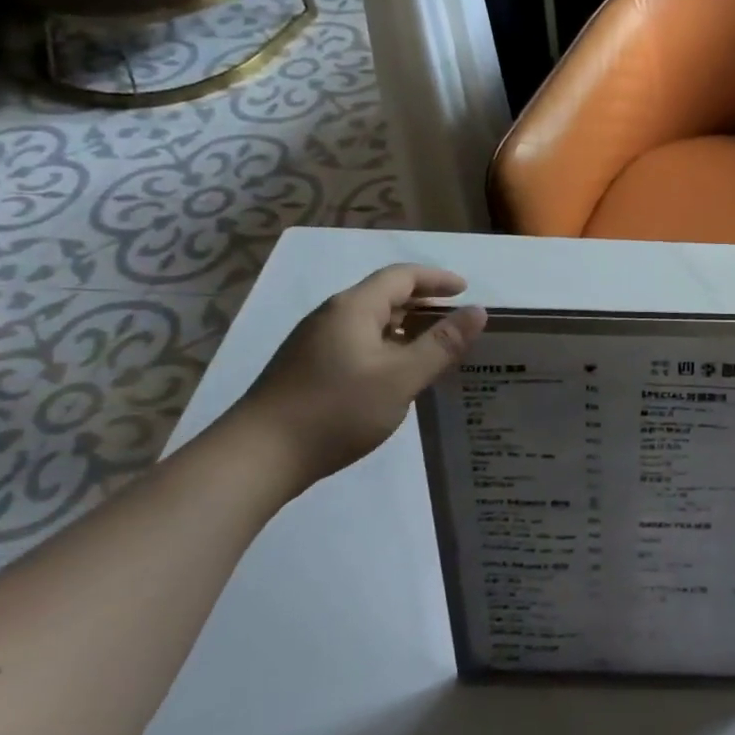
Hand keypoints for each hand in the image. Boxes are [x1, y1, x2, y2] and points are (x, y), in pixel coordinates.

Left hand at [230, 265, 486, 492]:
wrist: (257, 458)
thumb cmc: (335, 410)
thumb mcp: (400, 378)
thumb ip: (441, 344)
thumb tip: (478, 312)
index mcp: (354, 307)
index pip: (402, 276)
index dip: (436, 279)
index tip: (466, 291)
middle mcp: (332, 316)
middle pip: (384, 296)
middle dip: (423, 303)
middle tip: (456, 322)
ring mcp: (315, 344)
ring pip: (370, 323)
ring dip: (405, 328)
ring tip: (434, 350)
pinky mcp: (307, 370)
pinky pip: (358, 344)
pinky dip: (386, 348)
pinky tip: (396, 377)